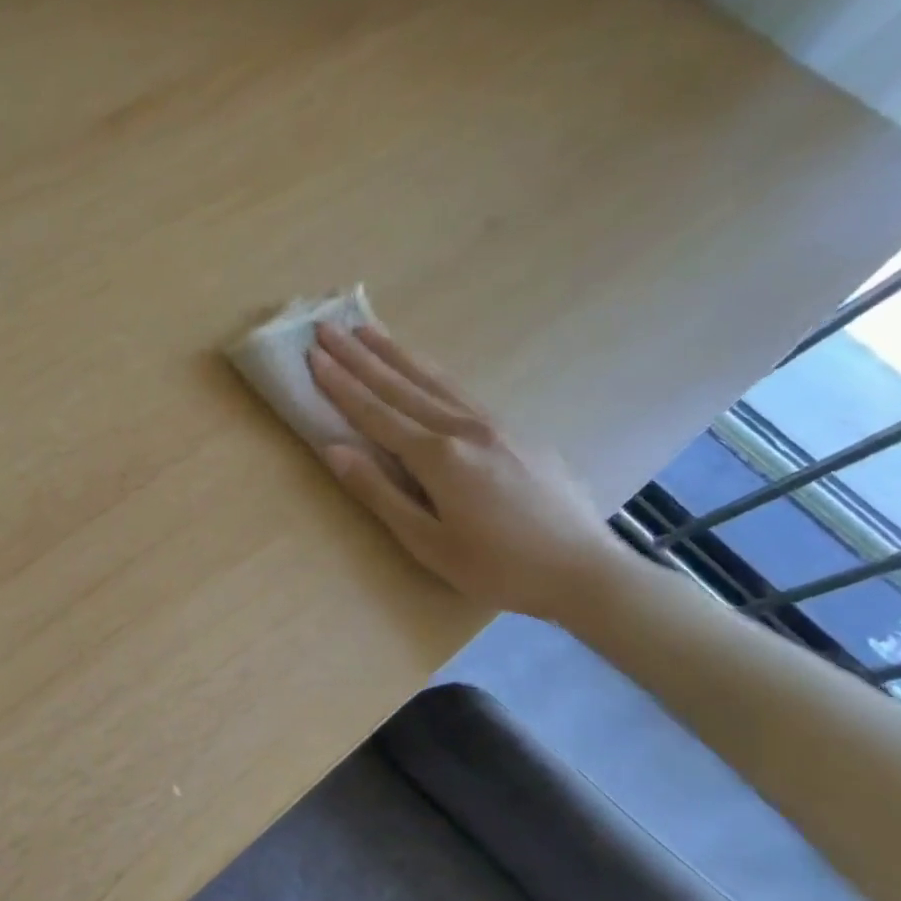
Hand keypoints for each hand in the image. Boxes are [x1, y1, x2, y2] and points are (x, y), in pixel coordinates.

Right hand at [307, 323, 623, 623]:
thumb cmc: (497, 568)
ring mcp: (495, 426)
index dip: (341, 383)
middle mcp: (464, 429)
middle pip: (401, 385)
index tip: (313, 355)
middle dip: (360, 356)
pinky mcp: (517, 433)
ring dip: (396, 354)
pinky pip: (461, 392)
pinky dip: (432, 373)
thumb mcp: (426, 541)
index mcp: (438, 457)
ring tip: (368, 330)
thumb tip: (333, 449)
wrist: (586, 572)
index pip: (375, 412)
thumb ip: (378, 491)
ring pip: (435, 380)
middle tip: (329, 327)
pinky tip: (423, 369)